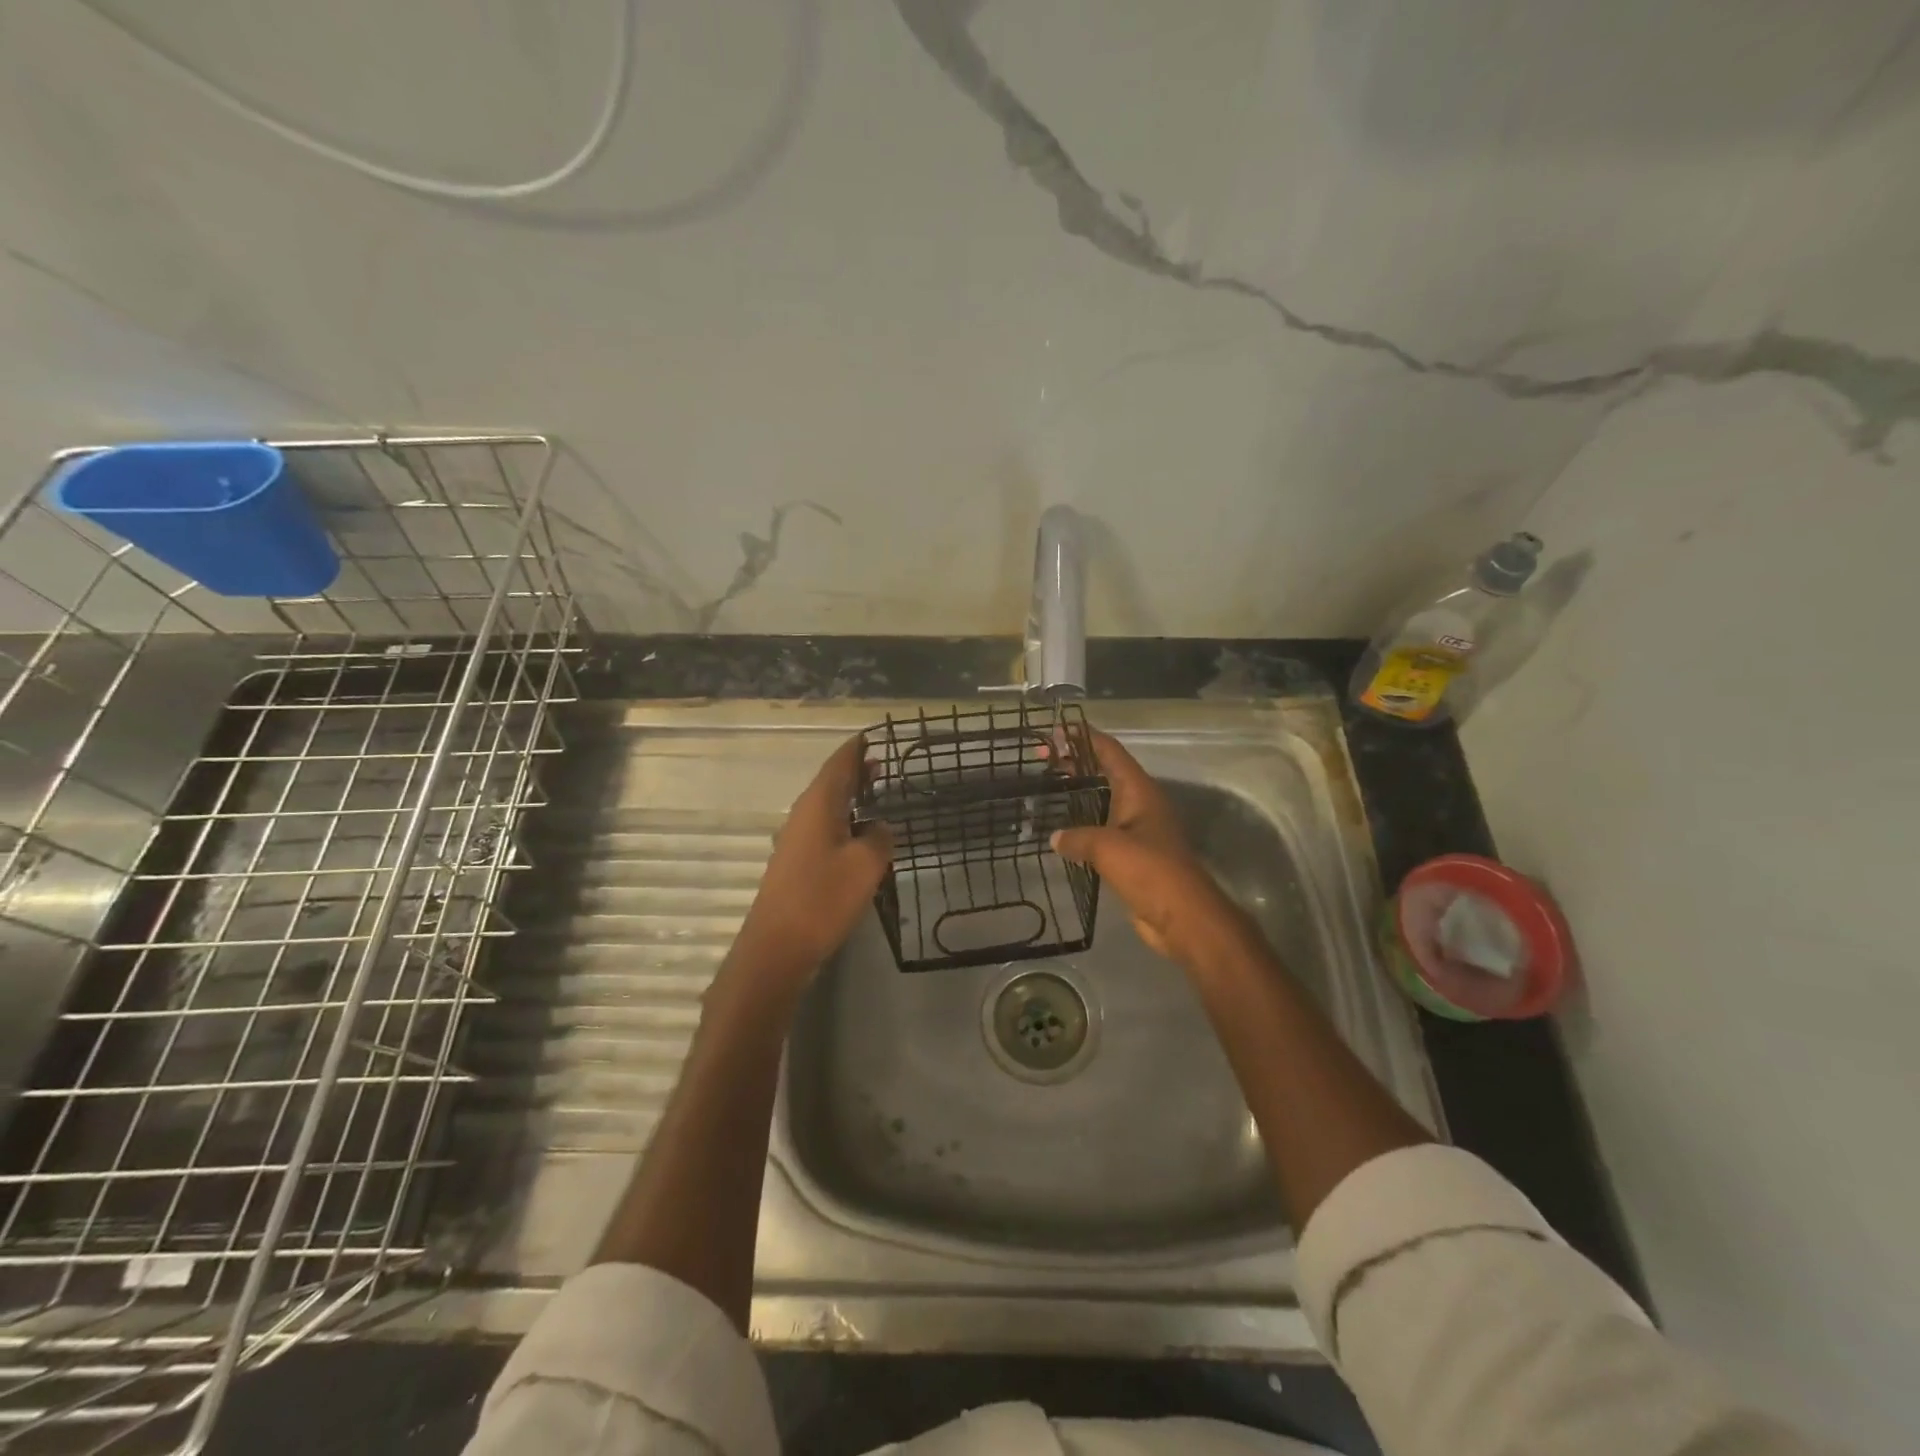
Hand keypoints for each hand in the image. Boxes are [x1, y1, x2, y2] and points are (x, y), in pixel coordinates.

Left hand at [728, 734, 893, 991]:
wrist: (776, 947)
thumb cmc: (823, 899)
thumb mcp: (865, 865)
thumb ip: (879, 838)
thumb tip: (879, 827)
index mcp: (818, 805)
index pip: (839, 763)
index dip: (856, 749)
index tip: (873, 735)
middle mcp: (803, 815)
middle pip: (830, 782)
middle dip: (855, 771)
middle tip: (881, 762)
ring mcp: (796, 840)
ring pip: (826, 807)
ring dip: (849, 797)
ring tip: (875, 793)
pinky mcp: (796, 863)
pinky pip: (824, 829)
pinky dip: (843, 821)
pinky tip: (858, 834)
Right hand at [1052, 731, 1261, 973]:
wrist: (1182, 917)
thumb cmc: (1150, 871)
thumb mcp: (1108, 847)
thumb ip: (1078, 837)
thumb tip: (1055, 837)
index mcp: (1139, 792)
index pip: (1110, 752)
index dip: (1086, 737)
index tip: (1059, 727)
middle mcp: (1140, 805)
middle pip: (1106, 773)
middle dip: (1078, 763)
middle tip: (1044, 758)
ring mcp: (1138, 831)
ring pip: (1104, 802)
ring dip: (1079, 794)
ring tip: (1048, 788)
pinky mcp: (1133, 856)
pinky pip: (1103, 831)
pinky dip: (1083, 826)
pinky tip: (1062, 832)